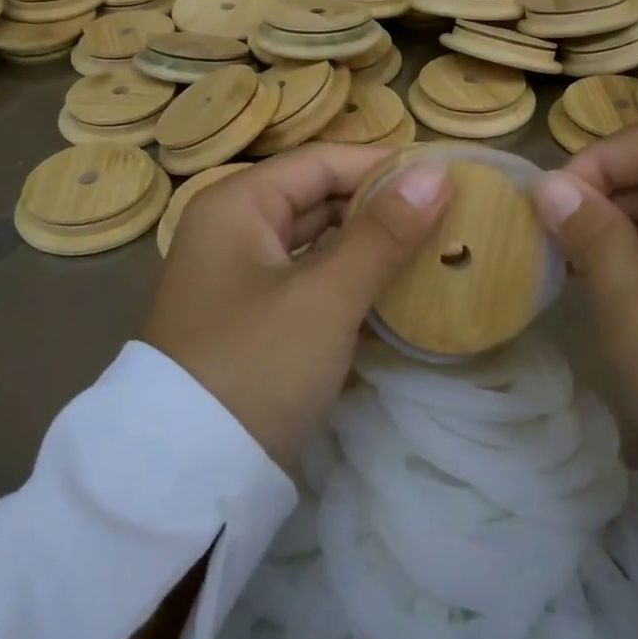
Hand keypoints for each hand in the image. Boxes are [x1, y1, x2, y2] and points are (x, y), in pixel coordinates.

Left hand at [145, 145, 450, 466]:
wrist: (190, 475)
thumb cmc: (257, 365)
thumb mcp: (326, 296)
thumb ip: (383, 233)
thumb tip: (437, 172)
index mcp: (236, 204)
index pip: (321, 162)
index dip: (383, 165)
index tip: (446, 176)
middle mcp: (233, 228)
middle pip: (318, 197)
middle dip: (379, 205)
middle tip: (447, 214)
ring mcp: (241, 275)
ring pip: (316, 241)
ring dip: (368, 244)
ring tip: (432, 246)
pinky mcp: (254, 316)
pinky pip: (310, 278)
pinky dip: (348, 279)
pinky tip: (394, 289)